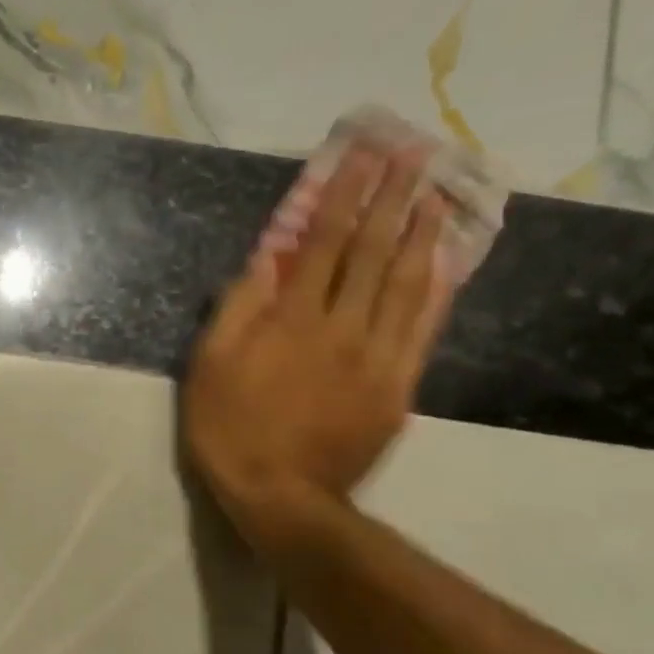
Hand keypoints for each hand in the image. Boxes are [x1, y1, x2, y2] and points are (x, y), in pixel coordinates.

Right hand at [184, 144, 454, 549]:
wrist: (281, 498)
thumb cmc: (230, 431)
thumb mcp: (208, 368)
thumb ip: (237, 311)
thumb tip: (264, 262)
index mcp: (292, 320)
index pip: (323, 243)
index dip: (345, 196)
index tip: (365, 156)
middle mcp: (342, 327)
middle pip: (372, 253)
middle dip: (393, 200)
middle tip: (415, 156)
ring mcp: (377, 357)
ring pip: (406, 284)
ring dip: (422, 234)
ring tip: (437, 195)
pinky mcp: (397, 387)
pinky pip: (422, 329)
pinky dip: (435, 291)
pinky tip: (445, 264)